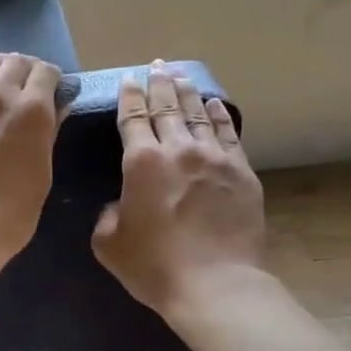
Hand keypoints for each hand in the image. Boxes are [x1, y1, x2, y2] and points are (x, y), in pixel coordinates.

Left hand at [0, 53, 63, 277]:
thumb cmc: (13, 210)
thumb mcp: (43, 171)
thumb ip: (49, 131)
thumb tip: (56, 107)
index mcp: (32, 110)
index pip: (46, 72)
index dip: (52, 78)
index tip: (53, 89)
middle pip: (15, 61)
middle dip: (26, 68)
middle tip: (28, 85)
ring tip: (0, 81)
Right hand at [92, 61, 266, 323]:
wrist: (215, 284)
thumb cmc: (154, 266)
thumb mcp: (109, 242)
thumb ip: (108, 213)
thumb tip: (120, 203)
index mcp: (141, 163)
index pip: (134, 116)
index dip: (130, 96)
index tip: (129, 80)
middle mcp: (179, 150)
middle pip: (167, 106)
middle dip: (159, 83)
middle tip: (156, 65)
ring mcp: (214, 158)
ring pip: (199, 113)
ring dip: (187, 92)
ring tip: (180, 75)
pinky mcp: (241, 172)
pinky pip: (228, 133)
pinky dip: (219, 114)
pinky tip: (214, 103)